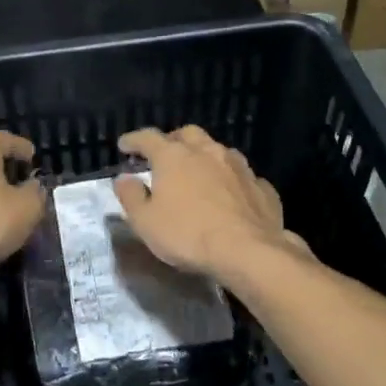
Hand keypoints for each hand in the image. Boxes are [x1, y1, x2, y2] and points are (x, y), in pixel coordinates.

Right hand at [113, 127, 306, 282]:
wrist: (247, 251)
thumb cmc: (187, 234)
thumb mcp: (145, 221)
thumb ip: (131, 196)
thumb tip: (124, 178)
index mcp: (174, 156)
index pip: (148, 137)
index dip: (133, 140)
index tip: (124, 145)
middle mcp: (207, 151)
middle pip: (187, 134)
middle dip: (173, 140)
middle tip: (164, 155)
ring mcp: (238, 166)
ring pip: (218, 150)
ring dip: (205, 157)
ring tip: (198, 173)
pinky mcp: (261, 186)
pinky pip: (242, 175)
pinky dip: (231, 180)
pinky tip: (230, 195)